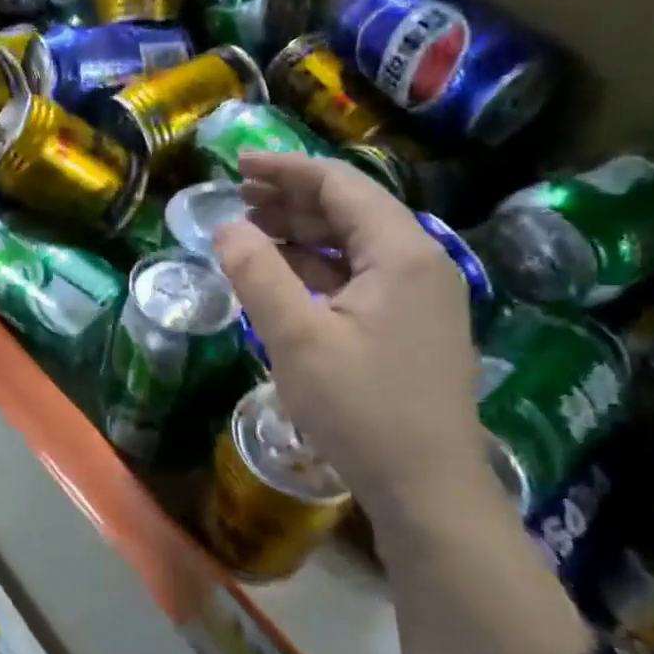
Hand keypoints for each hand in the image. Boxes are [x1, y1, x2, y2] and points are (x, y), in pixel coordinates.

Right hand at [212, 153, 493, 524]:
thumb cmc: (362, 408)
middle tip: (237, 200)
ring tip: (251, 232)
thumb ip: (258, 274)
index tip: (237, 165)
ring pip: (354, 245)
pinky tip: (282, 276)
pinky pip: (359, 277)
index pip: (341, 185)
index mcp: (403, 253)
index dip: (286, 170)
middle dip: (292, 199)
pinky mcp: (409, 327)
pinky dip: (317, 268)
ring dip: (302, 233)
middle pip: (351, 210)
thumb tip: (227, 228)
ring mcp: (419, 297)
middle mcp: (420, 263)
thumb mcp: (297, 338)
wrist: (426, 488)